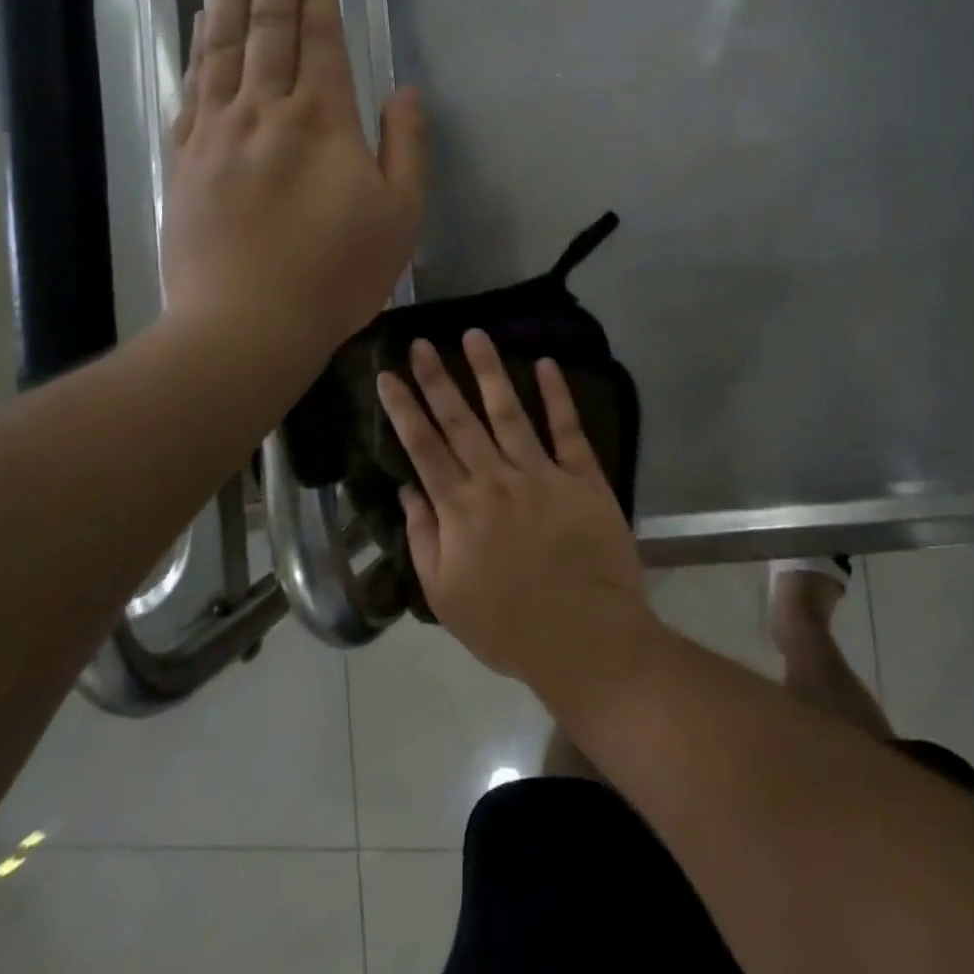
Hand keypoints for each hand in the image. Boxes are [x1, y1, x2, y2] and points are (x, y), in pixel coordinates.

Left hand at [163, 0, 425, 360]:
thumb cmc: (337, 275)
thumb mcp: (401, 217)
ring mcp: (217, 131)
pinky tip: (203, 25)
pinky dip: (199, 46)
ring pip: (223, 46)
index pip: (319, 40)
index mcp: (322, 120)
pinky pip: (192, 85)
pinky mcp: (185, 158)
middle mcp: (265, 109)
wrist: (247, 324)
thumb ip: (407, 148)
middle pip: (268, 28)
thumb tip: (405, 92)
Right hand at [376, 330, 653, 690]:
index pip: (423, 447)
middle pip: (459, 420)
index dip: (403, 409)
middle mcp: (496, 480)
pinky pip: (568, 429)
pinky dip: (557, 395)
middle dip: (437, 378)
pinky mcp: (583, 477)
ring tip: (474, 335)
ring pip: (508, 412)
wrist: (585, 638)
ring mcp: (541, 474)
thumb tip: (408, 489)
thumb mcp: (446, 595)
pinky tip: (546, 364)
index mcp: (460, 509)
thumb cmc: (509, 626)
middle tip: (422, 342)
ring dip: (489, 371)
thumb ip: (424, 538)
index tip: (388, 374)